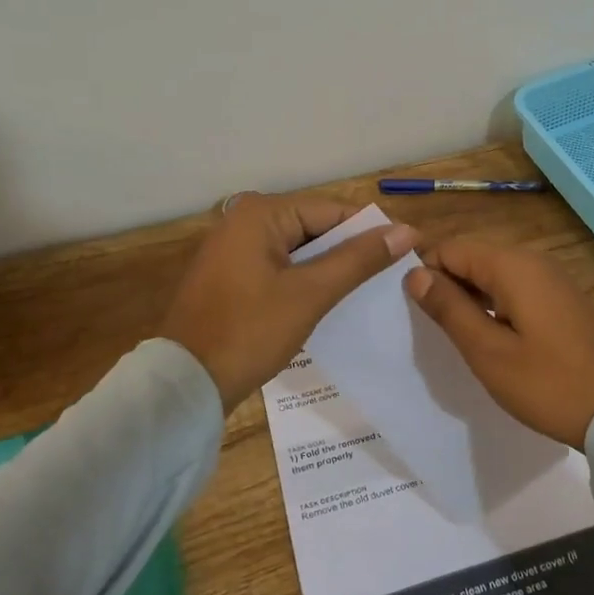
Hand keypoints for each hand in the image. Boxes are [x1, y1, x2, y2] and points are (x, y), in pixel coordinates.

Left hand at [159, 194, 417, 410]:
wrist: (186, 384)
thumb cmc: (250, 331)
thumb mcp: (311, 293)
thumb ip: (359, 259)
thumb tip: (406, 231)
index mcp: (260, 213)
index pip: (332, 210)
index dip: (371, 231)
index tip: (407, 251)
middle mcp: (243, 220)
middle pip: (314, 227)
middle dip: (349, 251)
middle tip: (391, 276)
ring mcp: (233, 249)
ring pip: (298, 250)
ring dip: (329, 268)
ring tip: (368, 291)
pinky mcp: (230, 276)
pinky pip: (279, 267)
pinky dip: (304, 281)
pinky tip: (328, 302)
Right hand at [403, 238, 593, 448]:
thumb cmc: (548, 384)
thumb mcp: (488, 352)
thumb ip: (449, 309)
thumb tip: (415, 274)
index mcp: (513, 266)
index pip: (451, 249)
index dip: (427, 274)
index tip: (416, 312)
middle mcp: (534, 262)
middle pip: (474, 259)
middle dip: (450, 286)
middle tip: (436, 331)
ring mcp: (554, 280)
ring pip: (496, 276)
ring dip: (473, 299)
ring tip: (461, 339)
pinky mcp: (564, 300)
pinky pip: (518, 290)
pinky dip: (498, 306)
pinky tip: (495, 340)